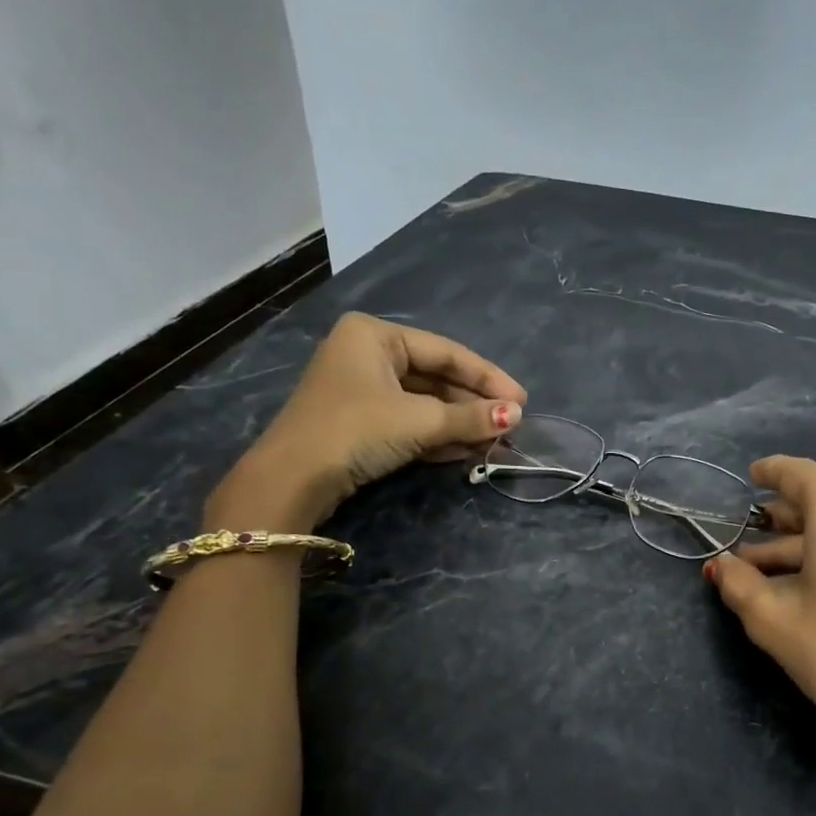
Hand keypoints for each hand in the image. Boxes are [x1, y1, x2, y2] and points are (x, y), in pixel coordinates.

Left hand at [207, 313, 525, 529]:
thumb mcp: (419, 421)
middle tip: (511, 425)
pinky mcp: (361, 423)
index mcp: (376, 335)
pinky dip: (438, 436)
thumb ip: (470, 418)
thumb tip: (516, 416)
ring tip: (495, 442)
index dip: (488, 378)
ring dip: (460, 424)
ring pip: (425, 403)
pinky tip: (468, 451)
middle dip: (474, 405)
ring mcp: (363, 391)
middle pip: (437, 377)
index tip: (522, 401)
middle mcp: (368, 355)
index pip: (447, 352)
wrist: (292, 481)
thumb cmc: (356, 431)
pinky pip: (410, 423)